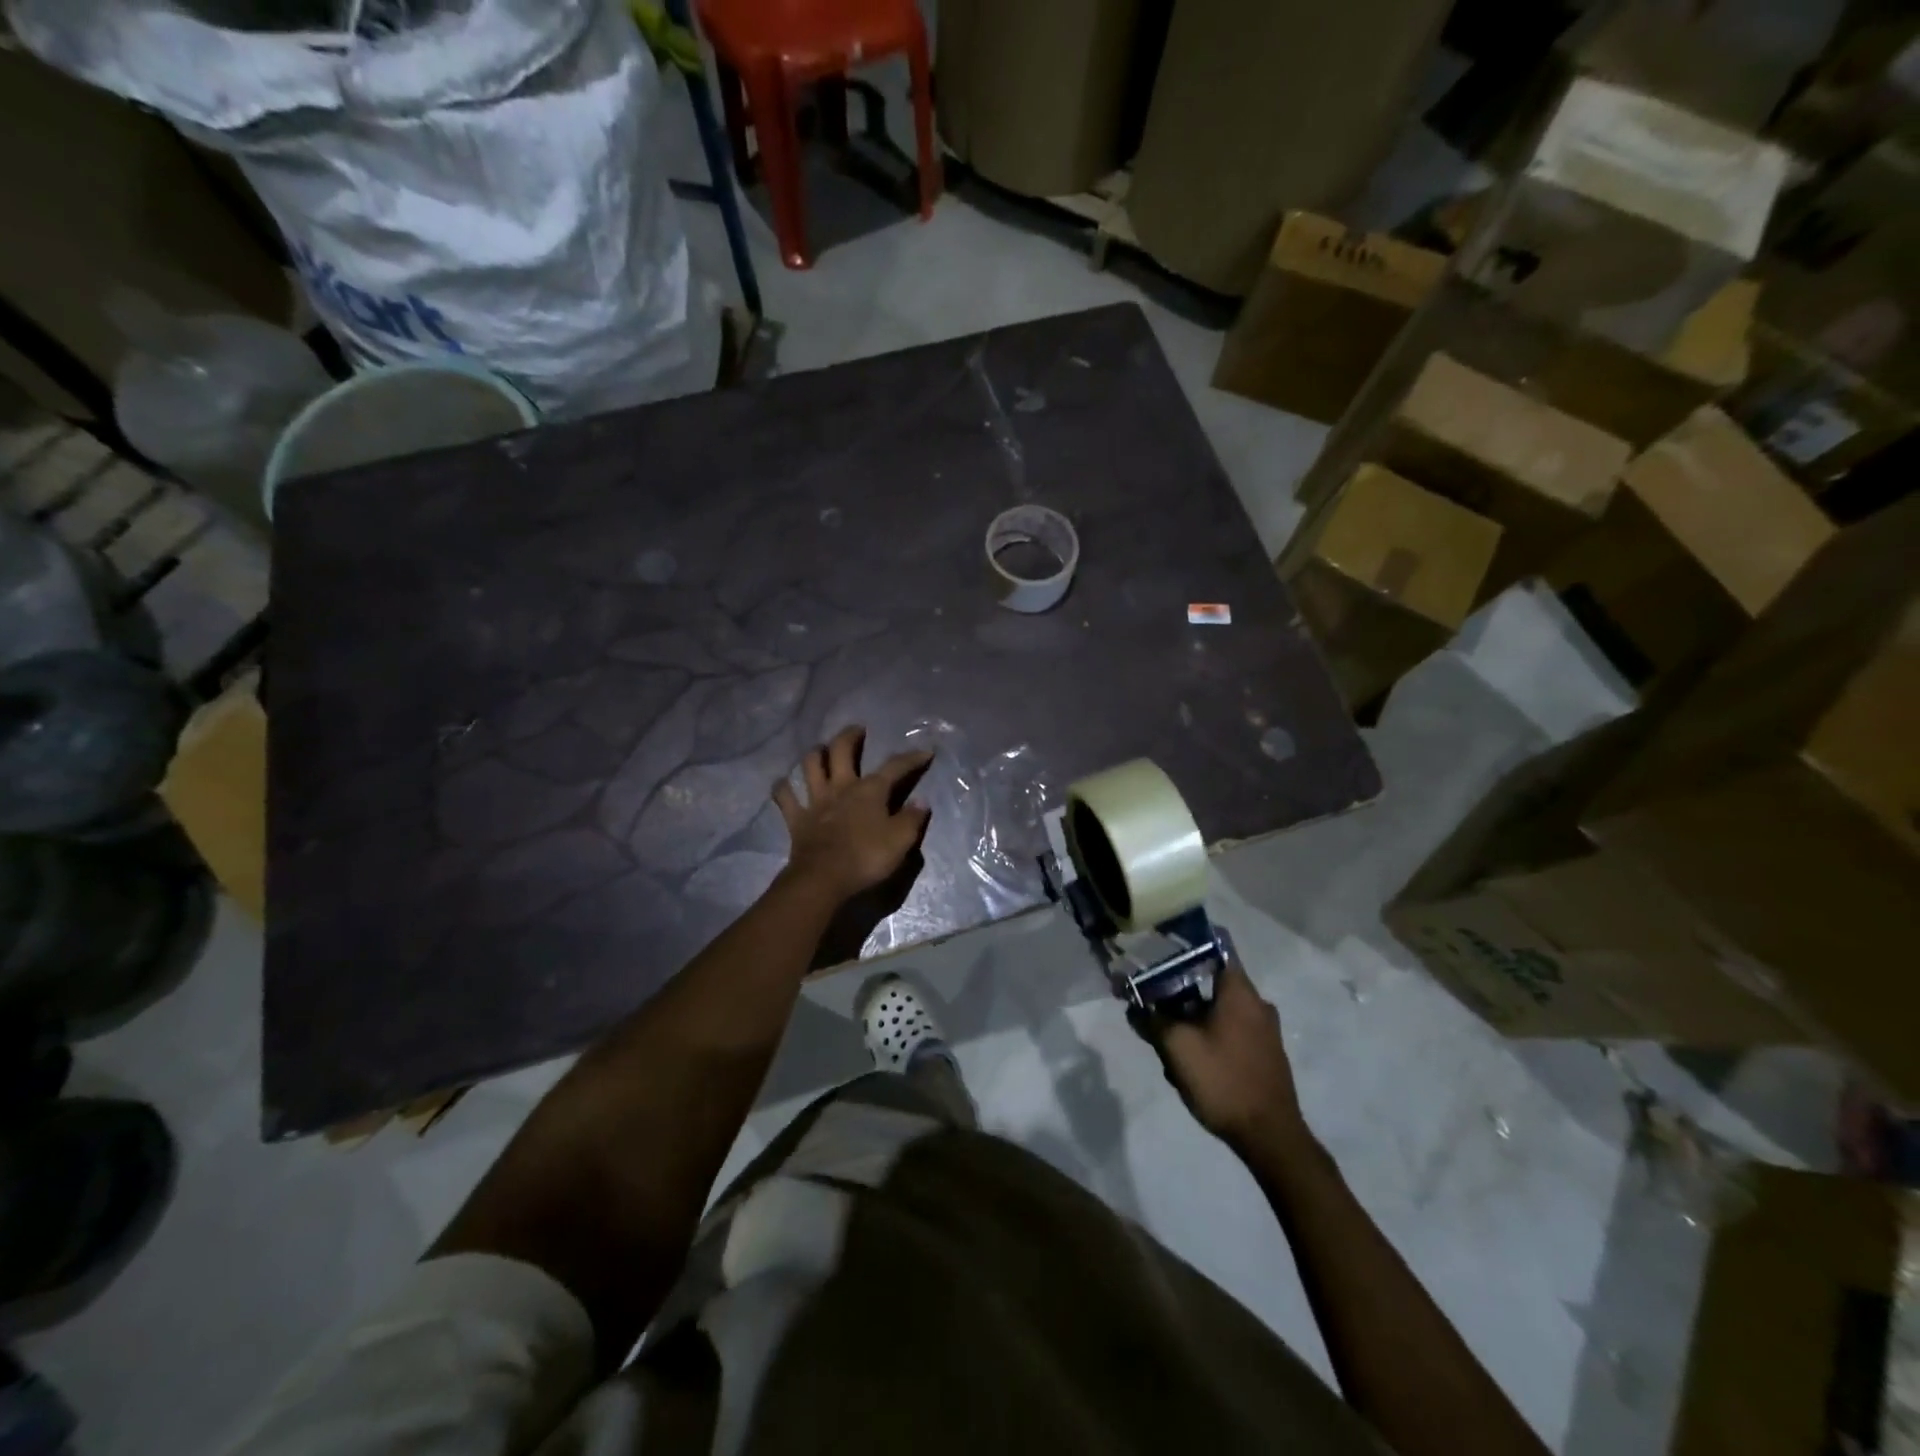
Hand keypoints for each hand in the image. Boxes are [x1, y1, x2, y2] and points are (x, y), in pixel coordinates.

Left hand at [773, 726, 932, 903]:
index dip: (912, 758)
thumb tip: (922, 802)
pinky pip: (785, 796)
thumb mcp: (901, 840)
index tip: (925, 751)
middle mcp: (841, 787)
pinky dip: (783, 787)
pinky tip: (784, 782)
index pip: (895, 767)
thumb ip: (913, 819)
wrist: (824, 879)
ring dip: (815, 754)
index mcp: (870, 790)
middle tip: (857, 730)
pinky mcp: (796, 818)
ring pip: (810, 766)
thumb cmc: (866, 858)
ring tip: (820, 750)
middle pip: (841, 751)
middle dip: (850, 736)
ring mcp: (816, 801)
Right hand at [1147, 960, 1311, 1155]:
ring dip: (1191, 1021)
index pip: (1215, 946)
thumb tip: (1134, 1003)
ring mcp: (1264, 1030)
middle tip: (1154, 1008)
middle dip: (1179, 994)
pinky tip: (1191, 1064)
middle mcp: (1257, 1003)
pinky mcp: (1265, 1054)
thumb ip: (1152, 1019)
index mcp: (1240, 991)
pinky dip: (1208, 1037)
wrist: (1270, 1137)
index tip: (1161, 948)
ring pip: (1217, 1010)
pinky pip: (1230, 1032)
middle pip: (1210, 982)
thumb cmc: (1223, 1080)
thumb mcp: (1176, 1046)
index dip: (1186, 943)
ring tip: (1168, 1045)